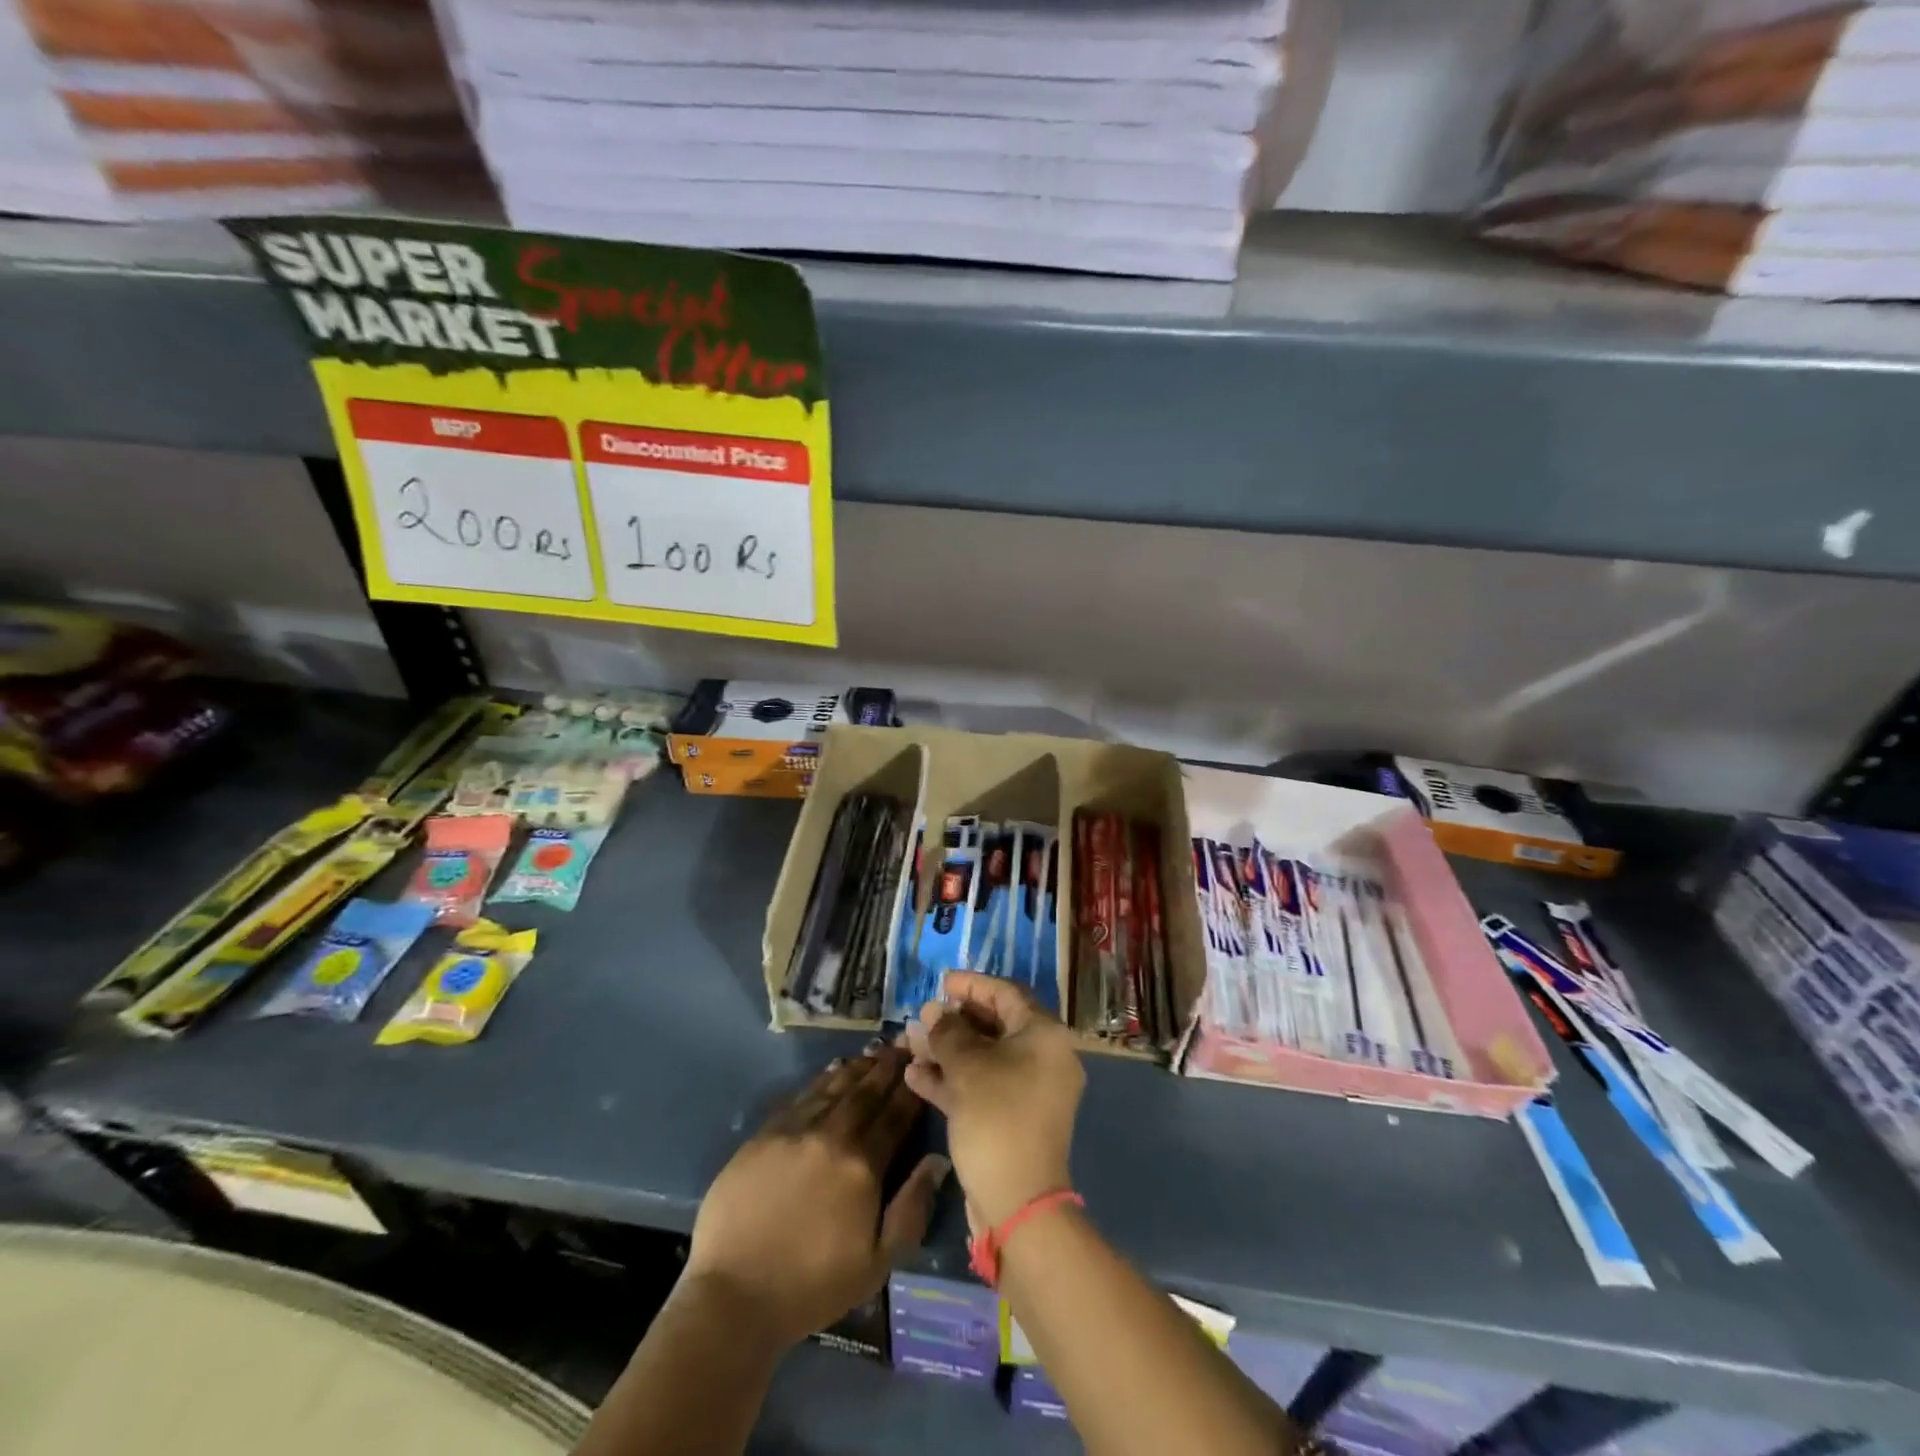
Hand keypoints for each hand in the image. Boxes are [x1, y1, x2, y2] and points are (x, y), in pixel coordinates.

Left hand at [684, 1045, 949, 1350]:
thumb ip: (911, 1209)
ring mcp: (794, 1131)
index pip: (895, 1116)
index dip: (910, 1091)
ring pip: (833, 1088)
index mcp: (863, 1166)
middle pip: (865, 1093)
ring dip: (856, 1069)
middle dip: (886, 1069)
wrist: (733, 1295)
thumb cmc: (811, 1286)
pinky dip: (821, 1081)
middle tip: (901, 1046)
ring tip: (871, 1054)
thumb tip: (937, 1161)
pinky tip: (831, 1073)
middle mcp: (831, 1136)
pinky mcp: (764, 1134)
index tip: (922, 1066)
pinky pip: (801, 1096)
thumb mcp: (877, 1264)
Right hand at [906, 971, 1084, 1229]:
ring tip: (909, 1044)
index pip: (1006, 993)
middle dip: (953, 1021)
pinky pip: (982, 1085)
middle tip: (921, 1017)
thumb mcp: (968, 1068)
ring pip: (984, 1057)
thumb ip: (948, 1032)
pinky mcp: (1012, 1118)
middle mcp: (1042, 1057)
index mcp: (1044, 1035)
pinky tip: (915, 1076)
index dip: (972, 985)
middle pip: (994, 1025)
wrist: (1019, 1204)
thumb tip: (934, 1011)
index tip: (941, 982)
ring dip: (947, 1050)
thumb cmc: (997, 1118)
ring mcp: (1028, 1090)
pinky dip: (952, 1079)